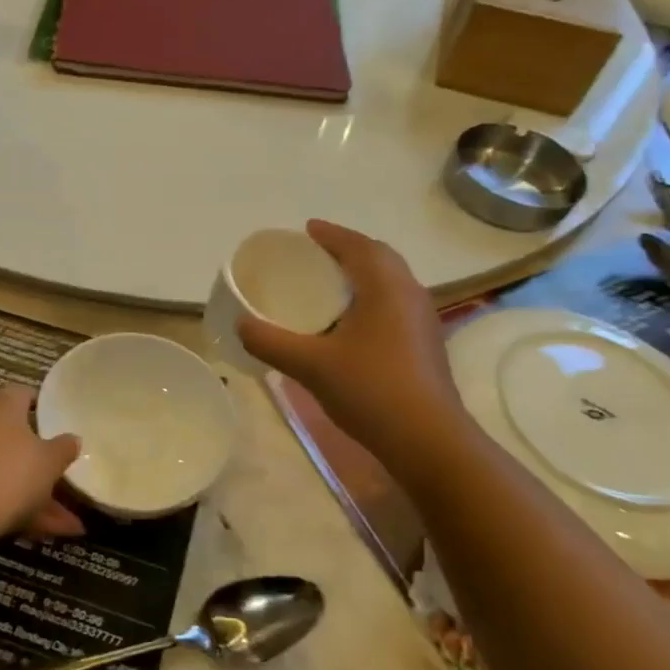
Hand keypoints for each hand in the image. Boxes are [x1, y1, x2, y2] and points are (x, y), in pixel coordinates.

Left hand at [0, 385, 83, 538]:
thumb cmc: (10, 474)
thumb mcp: (49, 462)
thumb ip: (63, 449)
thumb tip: (73, 438)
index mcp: (3, 409)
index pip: (20, 394)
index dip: (38, 404)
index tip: (55, 417)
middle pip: (15, 438)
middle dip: (42, 461)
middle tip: (65, 473)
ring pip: (9, 472)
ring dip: (38, 495)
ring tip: (70, 524)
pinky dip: (21, 511)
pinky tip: (47, 534)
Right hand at [237, 220, 471, 465]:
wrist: (428, 440)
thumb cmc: (370, 390)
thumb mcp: (310, 365)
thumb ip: (270, 341)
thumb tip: (241, 325)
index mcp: (385, 287)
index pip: (357, 246)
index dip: (331, 234)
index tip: (307, 229)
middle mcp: (409, 294)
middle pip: (379, 257)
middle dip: (348, 250)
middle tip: (317, 256)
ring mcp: (422, 320)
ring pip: (391, 282)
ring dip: (363, 274)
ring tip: (331, 285)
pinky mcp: (425, 344)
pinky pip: (395, 304)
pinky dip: (372, 298)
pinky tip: (351, 323)